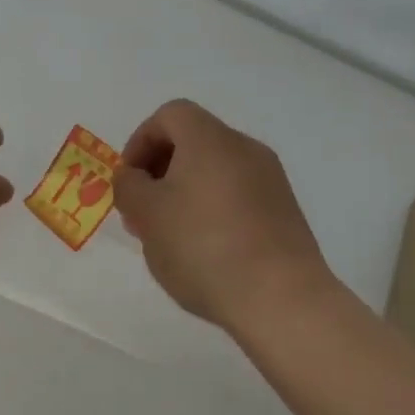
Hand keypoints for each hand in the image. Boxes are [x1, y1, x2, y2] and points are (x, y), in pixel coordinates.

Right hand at [113, 99, 332, 330]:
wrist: (282, 298)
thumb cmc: (203, 246)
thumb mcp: (147, 215)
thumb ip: (129, 186)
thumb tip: (133, 176)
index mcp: (210, 138)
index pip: (169, 115)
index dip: (140, 142)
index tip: (129, 181)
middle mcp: (244, 148)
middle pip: (193, 142)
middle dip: (160, 171)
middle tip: (143, 213)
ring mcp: (271, 180)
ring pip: (215, 172)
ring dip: (185, 193)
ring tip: (170, 238)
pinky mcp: (285, 212)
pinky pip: (238, 196)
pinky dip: (214, 211)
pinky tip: (205, 252)